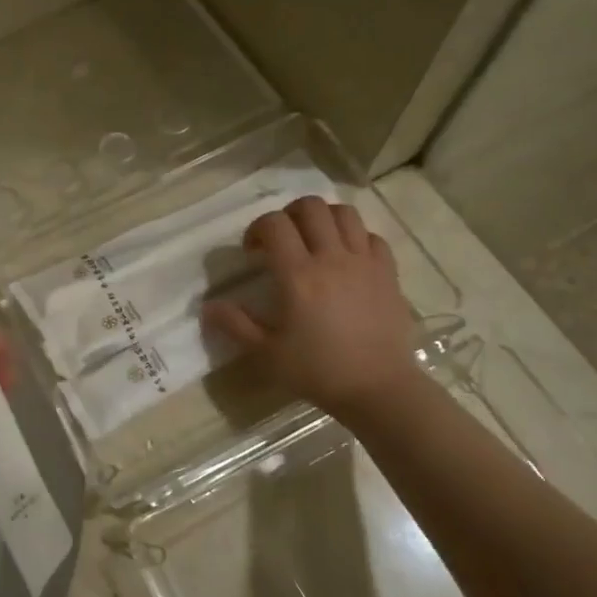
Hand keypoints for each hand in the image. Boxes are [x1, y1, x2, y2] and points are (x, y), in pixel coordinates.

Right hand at [204, 198, 418, 423]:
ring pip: (345, 213)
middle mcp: (331, 258)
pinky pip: (372, 236)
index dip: (257, 228)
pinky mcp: (388, 273)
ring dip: (324, 218)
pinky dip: (356, 238)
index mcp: (298, 275)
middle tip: (282, 239)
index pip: (274, 224)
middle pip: (311, 207)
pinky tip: (347, 258)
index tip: (253, 252)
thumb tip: (208, 306)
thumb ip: (235, 325)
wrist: (378, 389)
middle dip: (289, 214)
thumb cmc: (318, 371)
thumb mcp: (266, 353)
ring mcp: (364, 262)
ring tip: (314, 240)